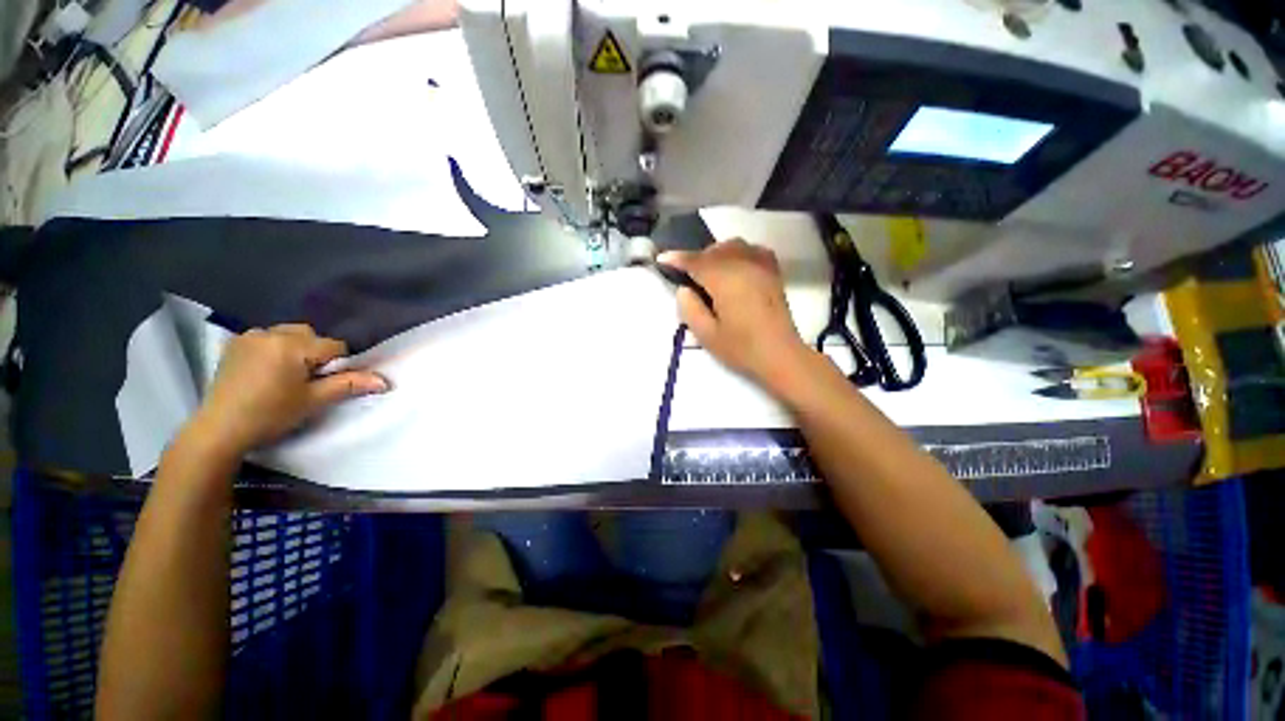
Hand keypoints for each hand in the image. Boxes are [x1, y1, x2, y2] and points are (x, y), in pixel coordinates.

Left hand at [188, 324, 387, 456]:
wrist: (219, 429)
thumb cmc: (270, 414)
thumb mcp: (313, 401)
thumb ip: (349, 385)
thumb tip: (384, 381)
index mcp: (291, 345)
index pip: (334, 346)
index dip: (336, 365)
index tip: (322, 385)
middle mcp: (270, 333)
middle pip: (311, 336)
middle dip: (316, 354)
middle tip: (305, 381)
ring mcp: (250, 336)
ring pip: (290, 334)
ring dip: (296, 349)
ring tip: (286, 375)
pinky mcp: (235, 343)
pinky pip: (268, 338)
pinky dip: (276, 348)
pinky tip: (267, 370)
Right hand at [659, 239, 811, 392]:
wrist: (780, 354)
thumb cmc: (741, 348)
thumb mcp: (706, 334)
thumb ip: (689, 308)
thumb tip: (684, 289)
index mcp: (724, 280)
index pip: (695, 261)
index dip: (677, 259)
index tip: (662, 259)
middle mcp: (743, 265)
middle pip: (714, 250)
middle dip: (696, 258)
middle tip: (687, 276)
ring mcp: (761, 265)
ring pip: (733, 246)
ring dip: (716, 254)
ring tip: (709, 272)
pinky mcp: (772, 271)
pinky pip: (752, 250)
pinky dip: (738, 253)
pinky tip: (734, 267)